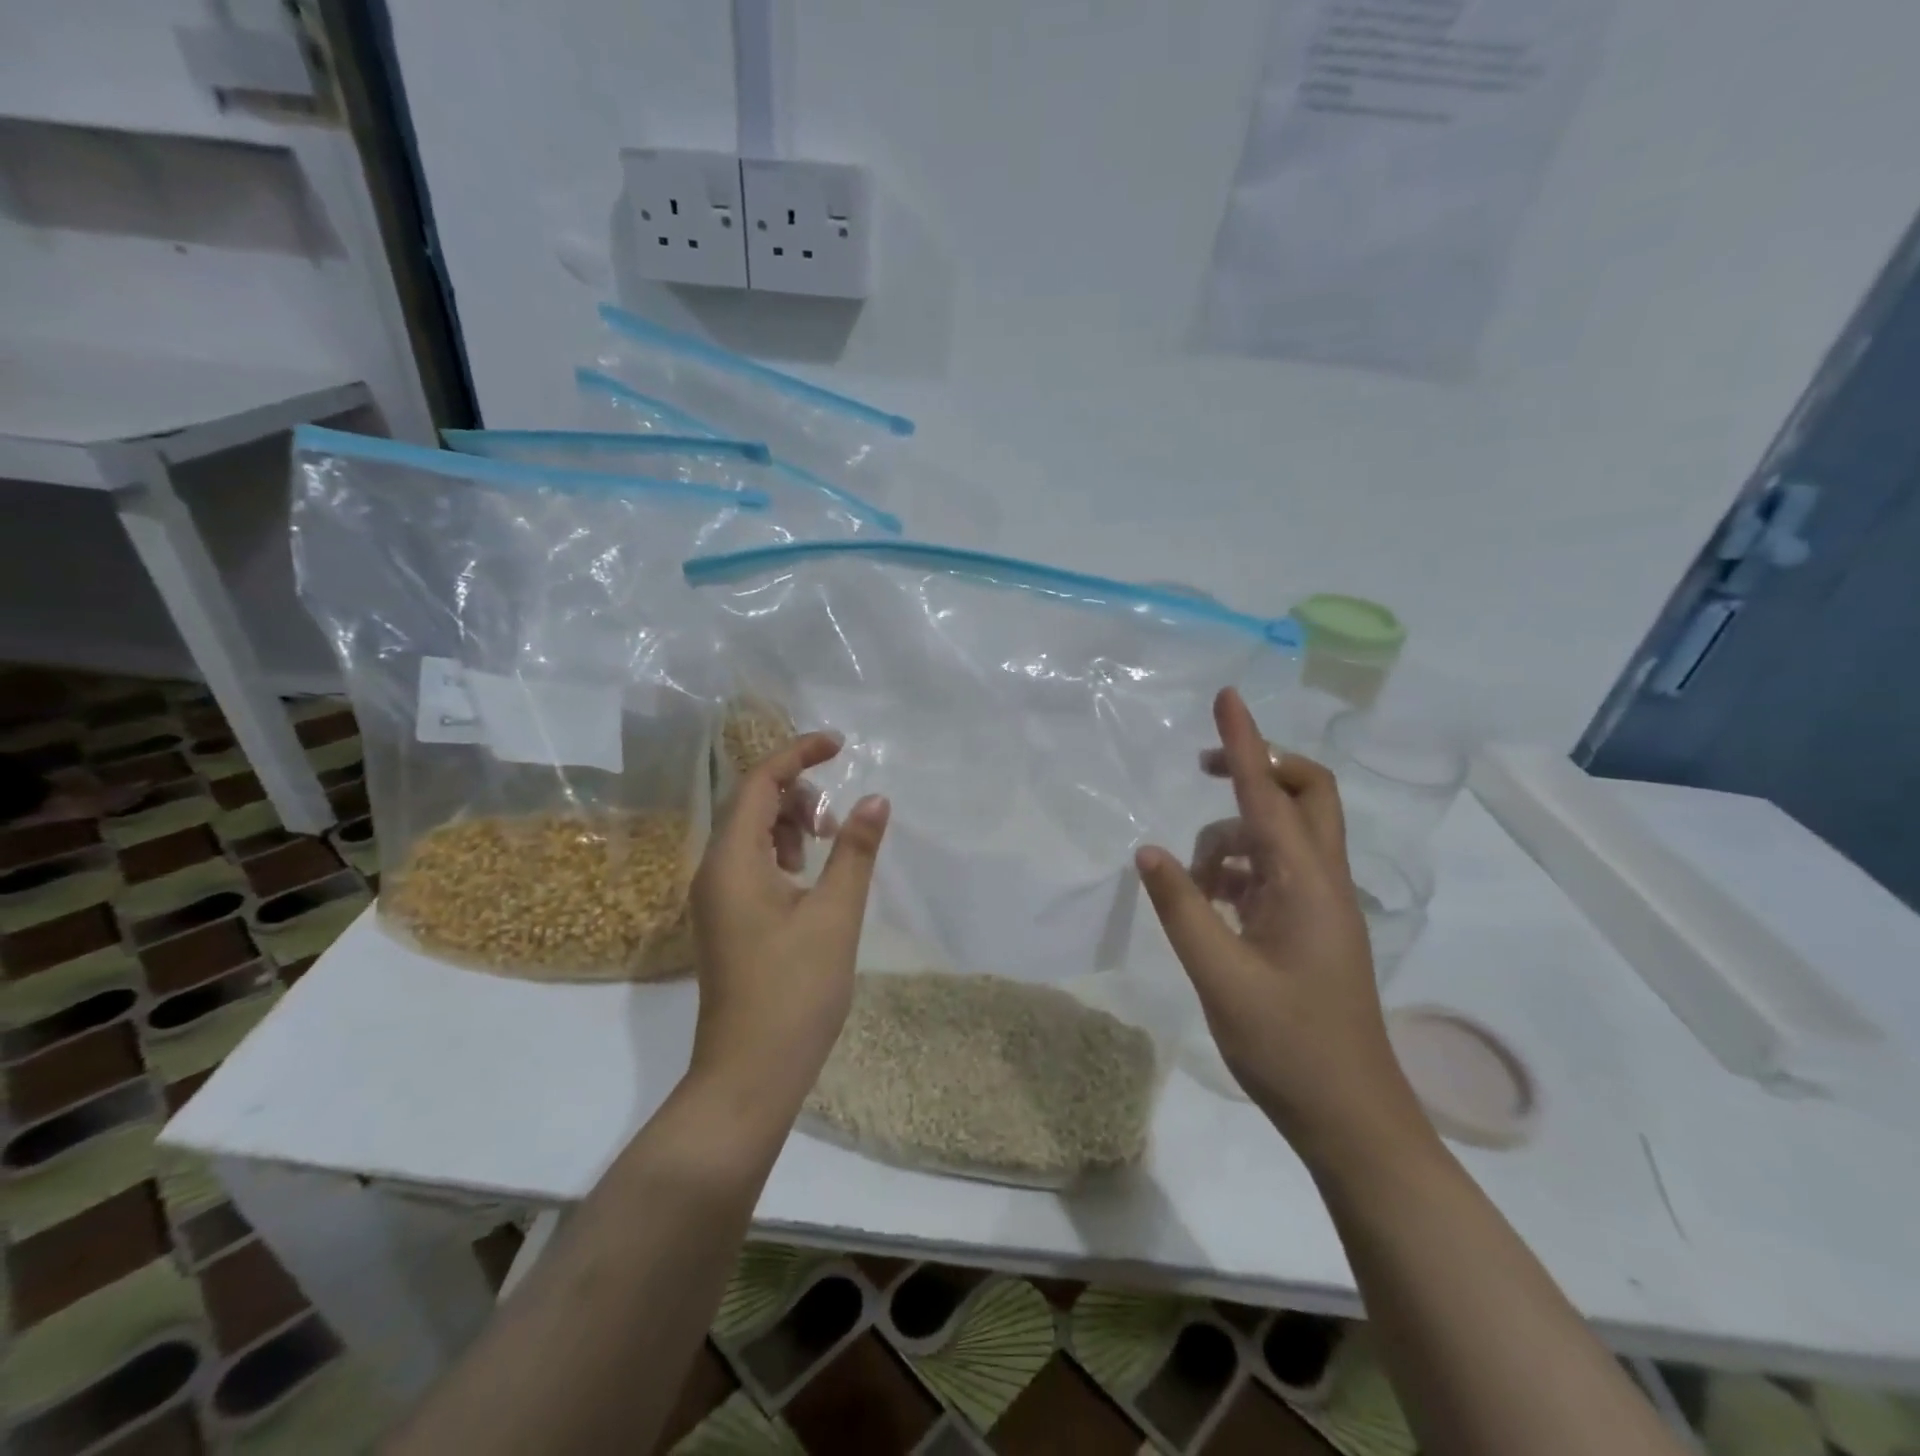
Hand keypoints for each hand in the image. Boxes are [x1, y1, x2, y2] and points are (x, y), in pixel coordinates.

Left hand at [689, 732, 890, 1119]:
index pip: (757, 782)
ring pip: (751, 834)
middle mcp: (714, 871)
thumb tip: (875, 798)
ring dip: (790, 824)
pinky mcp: (728, 920)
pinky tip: (811, 875)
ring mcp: (717, 898)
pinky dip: (783, 854)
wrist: (750, 1074)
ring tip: (829, 844)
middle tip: (836, 818)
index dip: (797, 754)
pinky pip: (751, 864)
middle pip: (750, 803)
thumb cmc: (795, 991)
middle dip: (796, 793)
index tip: (839, 744)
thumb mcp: (835, 914)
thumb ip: (854, 850)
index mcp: (732, 860)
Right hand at [1135, 689, 1426, 1168]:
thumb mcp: (1220, 976)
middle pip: (1305, 793)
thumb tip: (1147, 851)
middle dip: (1256, 769)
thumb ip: (1182, 908)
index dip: (1243, 742)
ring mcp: (1321, 903)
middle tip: (1203, 771)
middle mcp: (1321, 880)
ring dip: (1233, 839)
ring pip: (1280, 834)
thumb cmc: (1288, 1046)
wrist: (1351, 1116)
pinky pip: (1274, 870)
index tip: (1226, 697)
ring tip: (1195, 885)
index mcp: (1305, 884)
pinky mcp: (1311, 925)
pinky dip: (1239, 870)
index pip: (1268, 793)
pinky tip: (1212, 903)